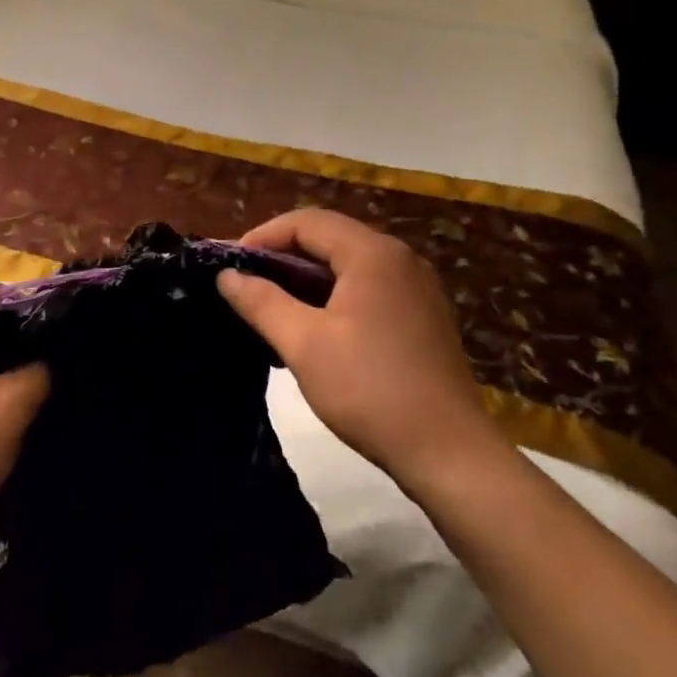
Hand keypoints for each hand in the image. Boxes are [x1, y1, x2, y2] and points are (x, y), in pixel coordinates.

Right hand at [217, 209, 505, 489]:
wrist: (449, 454)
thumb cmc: (370, 390)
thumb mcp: (303, 344)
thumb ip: (261, 301)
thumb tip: (226, 275)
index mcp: (373, 254)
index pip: (307, 222)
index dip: (262, 236)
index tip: (230, 266)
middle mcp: (399, 259)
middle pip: (329, 238)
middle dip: (281, 257)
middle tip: (244, 284)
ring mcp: (415, 289)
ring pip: (346, 266)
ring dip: (304, 279)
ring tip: (269, 307)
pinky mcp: (420, 317)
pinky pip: (366, 289)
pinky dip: (331, 297)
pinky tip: (309, 328)